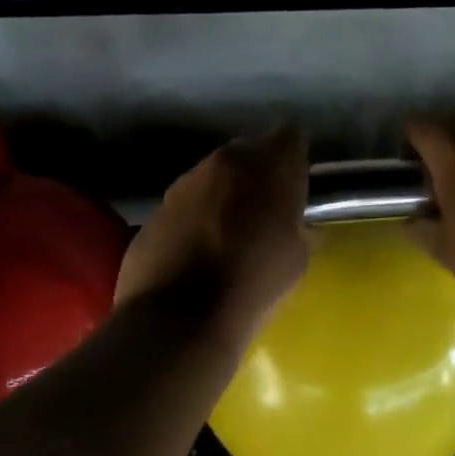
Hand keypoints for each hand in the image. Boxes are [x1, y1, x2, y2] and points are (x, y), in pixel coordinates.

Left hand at [116, 126, 309, 339]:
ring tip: (230, 233)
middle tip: (267, 209)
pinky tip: (199, 251)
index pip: (291, 136)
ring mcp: (183, 182)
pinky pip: (186, 202)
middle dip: (260, 173)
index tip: (298, 185)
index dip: (296, 158)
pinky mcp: (155, 208)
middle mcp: (223, 161)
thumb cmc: (253, 284)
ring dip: (225, 193)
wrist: (178, 320)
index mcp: (267, 165)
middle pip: (249, 151)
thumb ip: (299, 226)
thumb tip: (296, 223)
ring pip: (214, 176)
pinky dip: (196, 217)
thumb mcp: (298, 257)